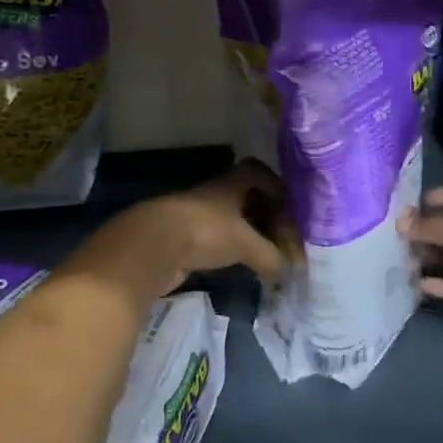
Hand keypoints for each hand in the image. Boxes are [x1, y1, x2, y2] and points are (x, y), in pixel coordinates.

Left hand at [91, 160, 288, 300]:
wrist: (153, 246)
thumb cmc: (205, 231)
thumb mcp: (245, 243)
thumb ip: (270, 255)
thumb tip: (288, 270)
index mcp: (230, 184)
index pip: (254, 171)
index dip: (273, 184)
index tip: (289, 205)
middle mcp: (213, 195)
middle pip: (243, 196)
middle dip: (263, 213)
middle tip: (281, 234)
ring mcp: (196, 215)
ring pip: (228, 219)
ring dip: (246, 233)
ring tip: (264, 252)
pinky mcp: (184, 238)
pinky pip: (214, 239)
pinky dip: (228, 249)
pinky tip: (238, 264)